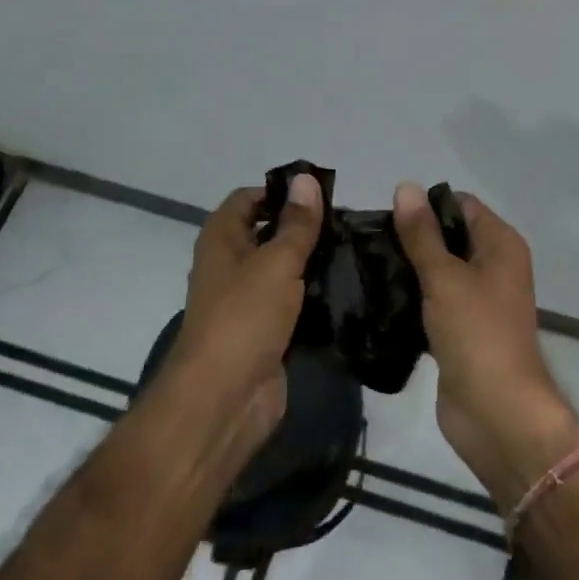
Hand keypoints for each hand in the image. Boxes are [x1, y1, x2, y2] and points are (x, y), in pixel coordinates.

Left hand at [169, 174, 322, 451]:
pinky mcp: (266, 332)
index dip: (281, 192)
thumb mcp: (276, 261)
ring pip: (284, 269)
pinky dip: (315, 296)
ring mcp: (248, 301)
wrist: (224, 401)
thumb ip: (297, 223)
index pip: (249, 198)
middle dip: (304, 227)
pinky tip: (349, 289)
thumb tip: (306, 178)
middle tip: (349, 222)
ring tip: (356, 250)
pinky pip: (293, 303)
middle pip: (269, 232)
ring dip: (313, 262)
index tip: (322, 194)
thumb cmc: (243, 317)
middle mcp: (231, 265)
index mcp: (221, 239)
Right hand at [393, 184, 578, 509]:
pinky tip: (379, 299)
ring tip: (367, 267)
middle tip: (369, 243)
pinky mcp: (461, 331)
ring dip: (409, 270)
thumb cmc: (477, 334)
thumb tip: (406, 186)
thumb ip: (421, 234)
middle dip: (413, 238)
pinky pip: (433, 302)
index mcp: (500, 244)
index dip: (426, 206)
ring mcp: (479, 301)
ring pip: (438, 271)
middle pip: (449, 237)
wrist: (496, 415)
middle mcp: (494, 266)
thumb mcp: (444, 277)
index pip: (460, 205)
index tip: (387, 217)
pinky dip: (412, 300)